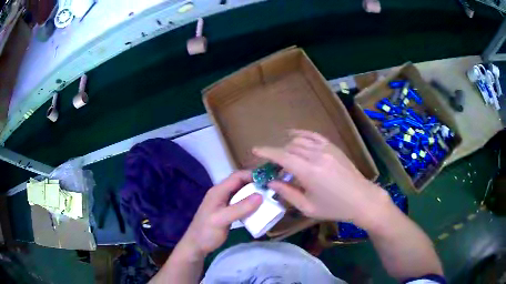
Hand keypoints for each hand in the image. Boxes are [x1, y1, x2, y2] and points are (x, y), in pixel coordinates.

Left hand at [179, 171, 262, 256]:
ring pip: (242, 193)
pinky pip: (242, 203)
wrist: (196, 246)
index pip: (237, 176)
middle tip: (272, 189)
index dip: (253, 175)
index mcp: (218, 191)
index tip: (269, 180)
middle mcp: (221, 193)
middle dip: (256, 184)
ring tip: (269, 197)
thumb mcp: (222, 220)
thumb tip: (260, 195)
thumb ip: (240, 208)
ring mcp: (224, 202)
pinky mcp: (228, 211)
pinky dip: (251, 204)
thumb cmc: (206, 232)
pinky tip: (260, 209)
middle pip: (241, 183)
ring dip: (255, 194)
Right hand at [253, 130, 389, 226]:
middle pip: (289, 148)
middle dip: (277, 154)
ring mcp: (326, 149)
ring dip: (287, 146)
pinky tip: (294, 135)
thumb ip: (287, 193)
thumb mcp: (308, 207)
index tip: (254, 150)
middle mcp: (316, 156)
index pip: (282, 156)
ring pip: (299, 141)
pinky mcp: (333, 147)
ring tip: (283, 157)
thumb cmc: (335, 208)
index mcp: (309, 172)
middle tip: (272, 166)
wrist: (362, 199)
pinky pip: (314, 135)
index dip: (266, 152)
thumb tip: (270, 183)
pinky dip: (302, 134)